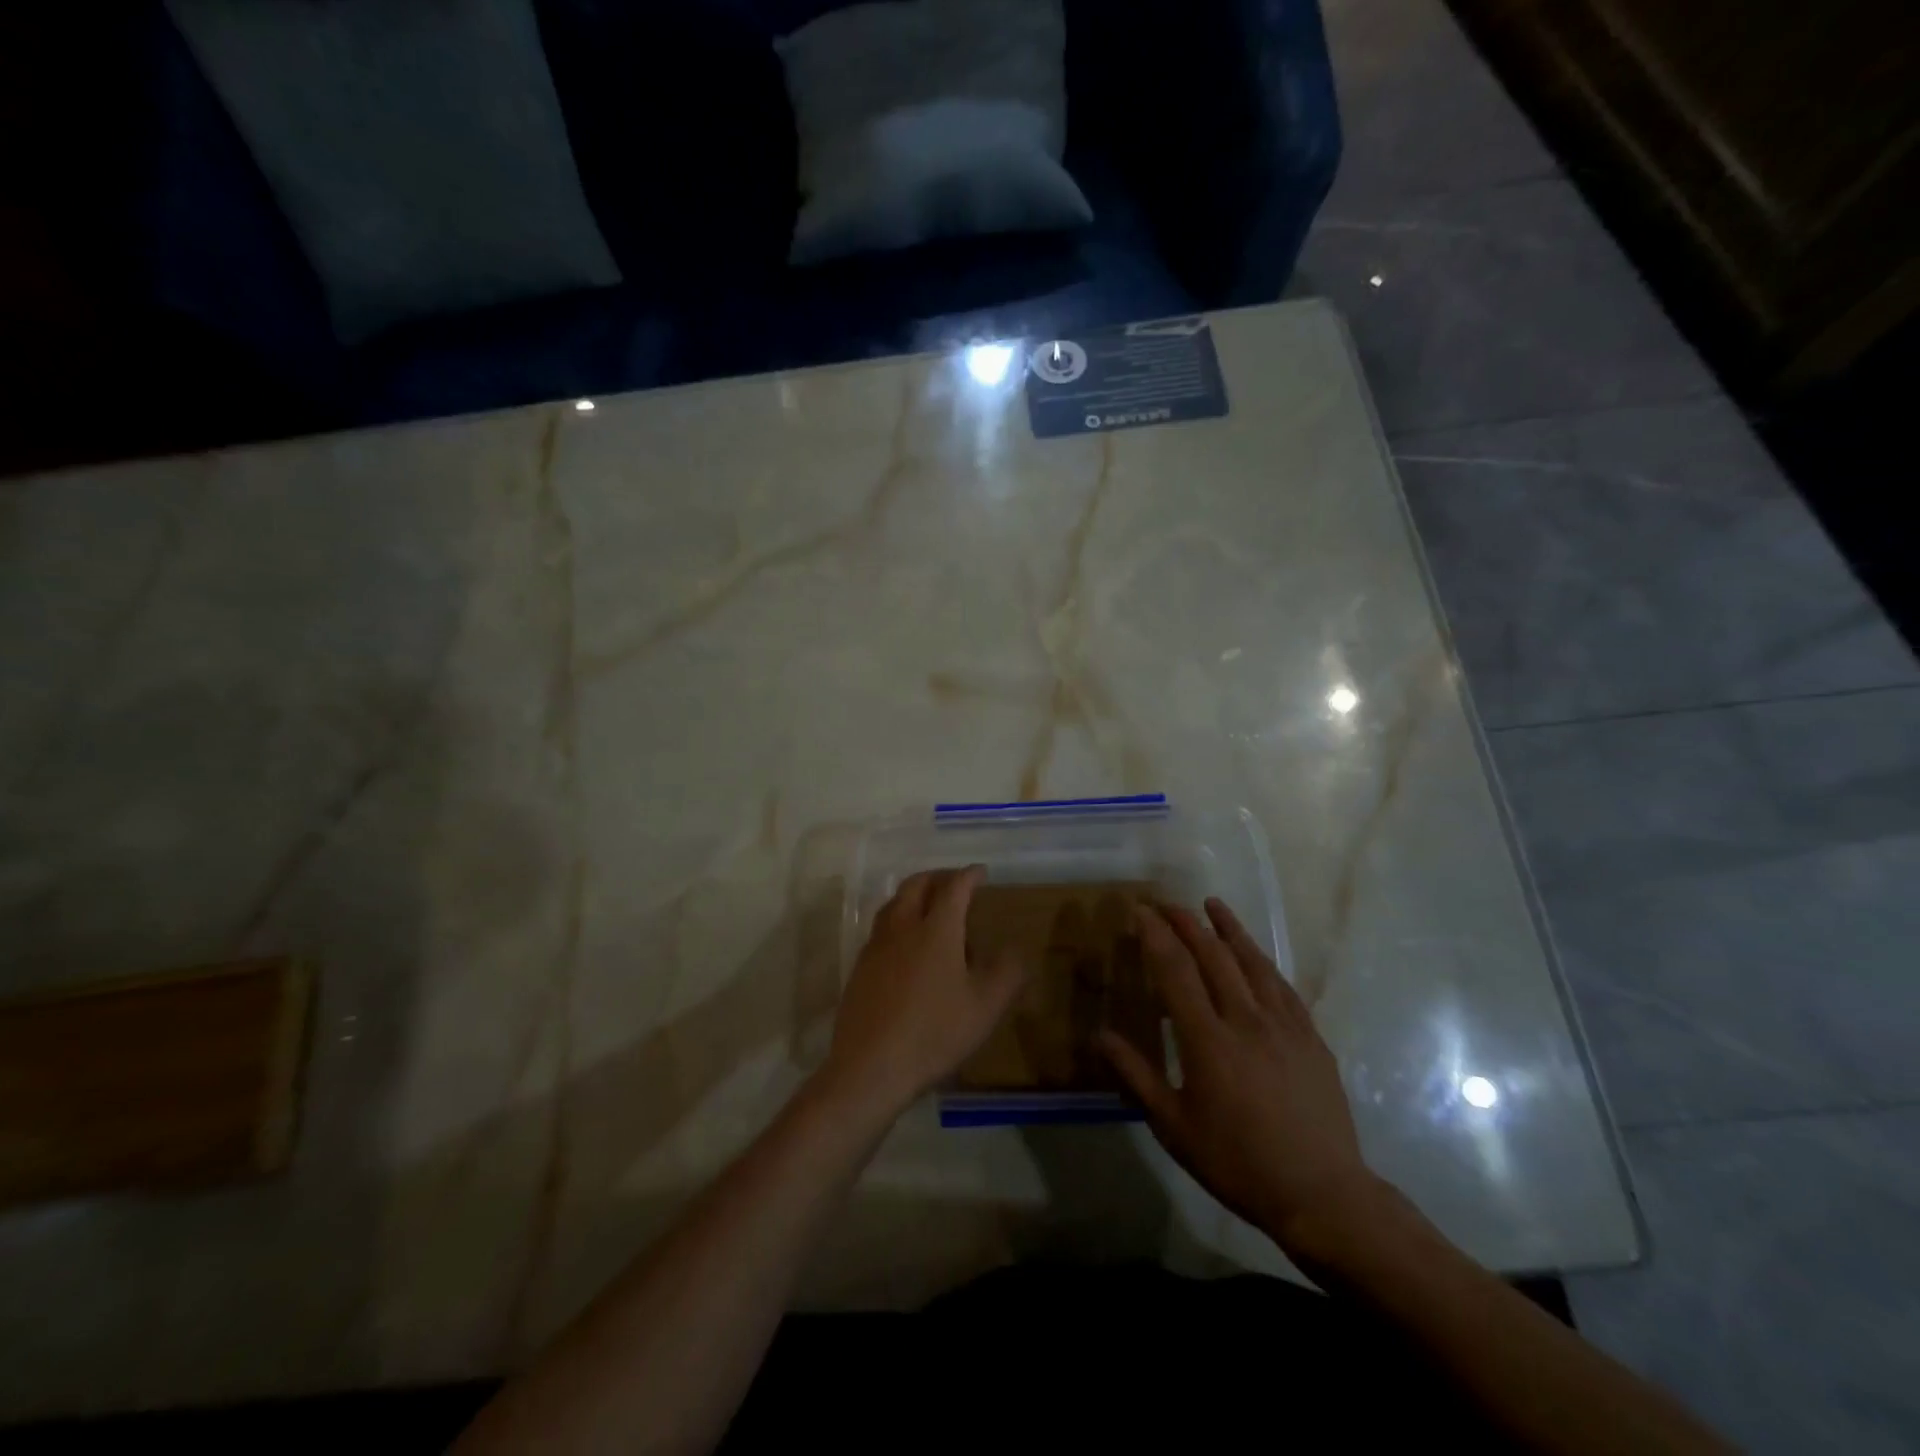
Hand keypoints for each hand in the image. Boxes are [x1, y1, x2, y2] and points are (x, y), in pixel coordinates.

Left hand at [819, 866, 1026, 1121]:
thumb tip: (1016, 949)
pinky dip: (898, 921)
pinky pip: (881, 929)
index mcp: (936, 930)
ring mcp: (876, 946)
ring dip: (913, 896)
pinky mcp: (860, 967)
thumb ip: (1007, 973)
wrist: (870, 1066)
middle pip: (917, 886)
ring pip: (893, 904)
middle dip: (938, 877)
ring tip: (929, 908)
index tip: (981, 872)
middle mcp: (903, 927)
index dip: (969, 875)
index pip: (954, 888)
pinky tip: (906, 946)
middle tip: (954, 883)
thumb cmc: (934, 1032)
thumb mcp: (985, 1007)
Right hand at [1099, 898, 1381, 1262]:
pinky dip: (1262, 960)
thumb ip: (1136, 1076)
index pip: (1175, 971)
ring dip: (1229, 929)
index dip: (1155, 935)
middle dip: (1187, 923)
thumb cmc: (1237, 1163)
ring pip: (1252, 962)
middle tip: (1168, 904)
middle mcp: (1246, 1020)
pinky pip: (1282, 985)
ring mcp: (1284, 1025)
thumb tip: (1100, 1035)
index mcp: (1208, 1040)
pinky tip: (1254, 953)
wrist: (1321, 1195)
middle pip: (1213, 956)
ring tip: (1212, 905)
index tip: (1140, 911)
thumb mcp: (1173, 1127)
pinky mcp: (1311, 1036)